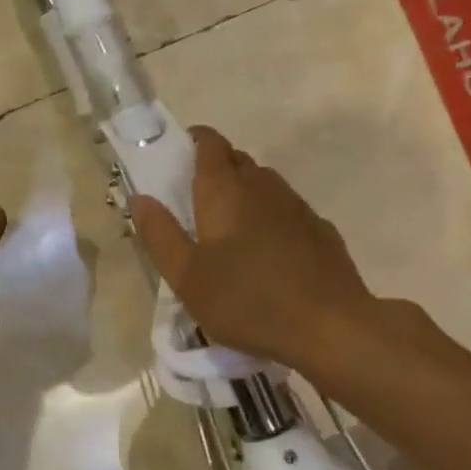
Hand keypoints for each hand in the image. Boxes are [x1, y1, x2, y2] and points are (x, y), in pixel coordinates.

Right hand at [130, 126, 381, 376]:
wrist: (330, 327)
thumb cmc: (246, 301)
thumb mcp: (186, 277)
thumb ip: (160, 234)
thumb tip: (140, 198)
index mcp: (225, 190)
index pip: (209, 143)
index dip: (192, 142)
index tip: (176, 158)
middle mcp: (263, 186)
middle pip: (237, 160)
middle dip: (215, 170)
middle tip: (194, 204)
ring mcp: (297, 207)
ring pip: (264, 185)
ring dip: (244, 195)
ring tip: (229, 232)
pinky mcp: (321, 231)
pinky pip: (287, 211)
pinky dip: (270, 219)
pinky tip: (267, 255)